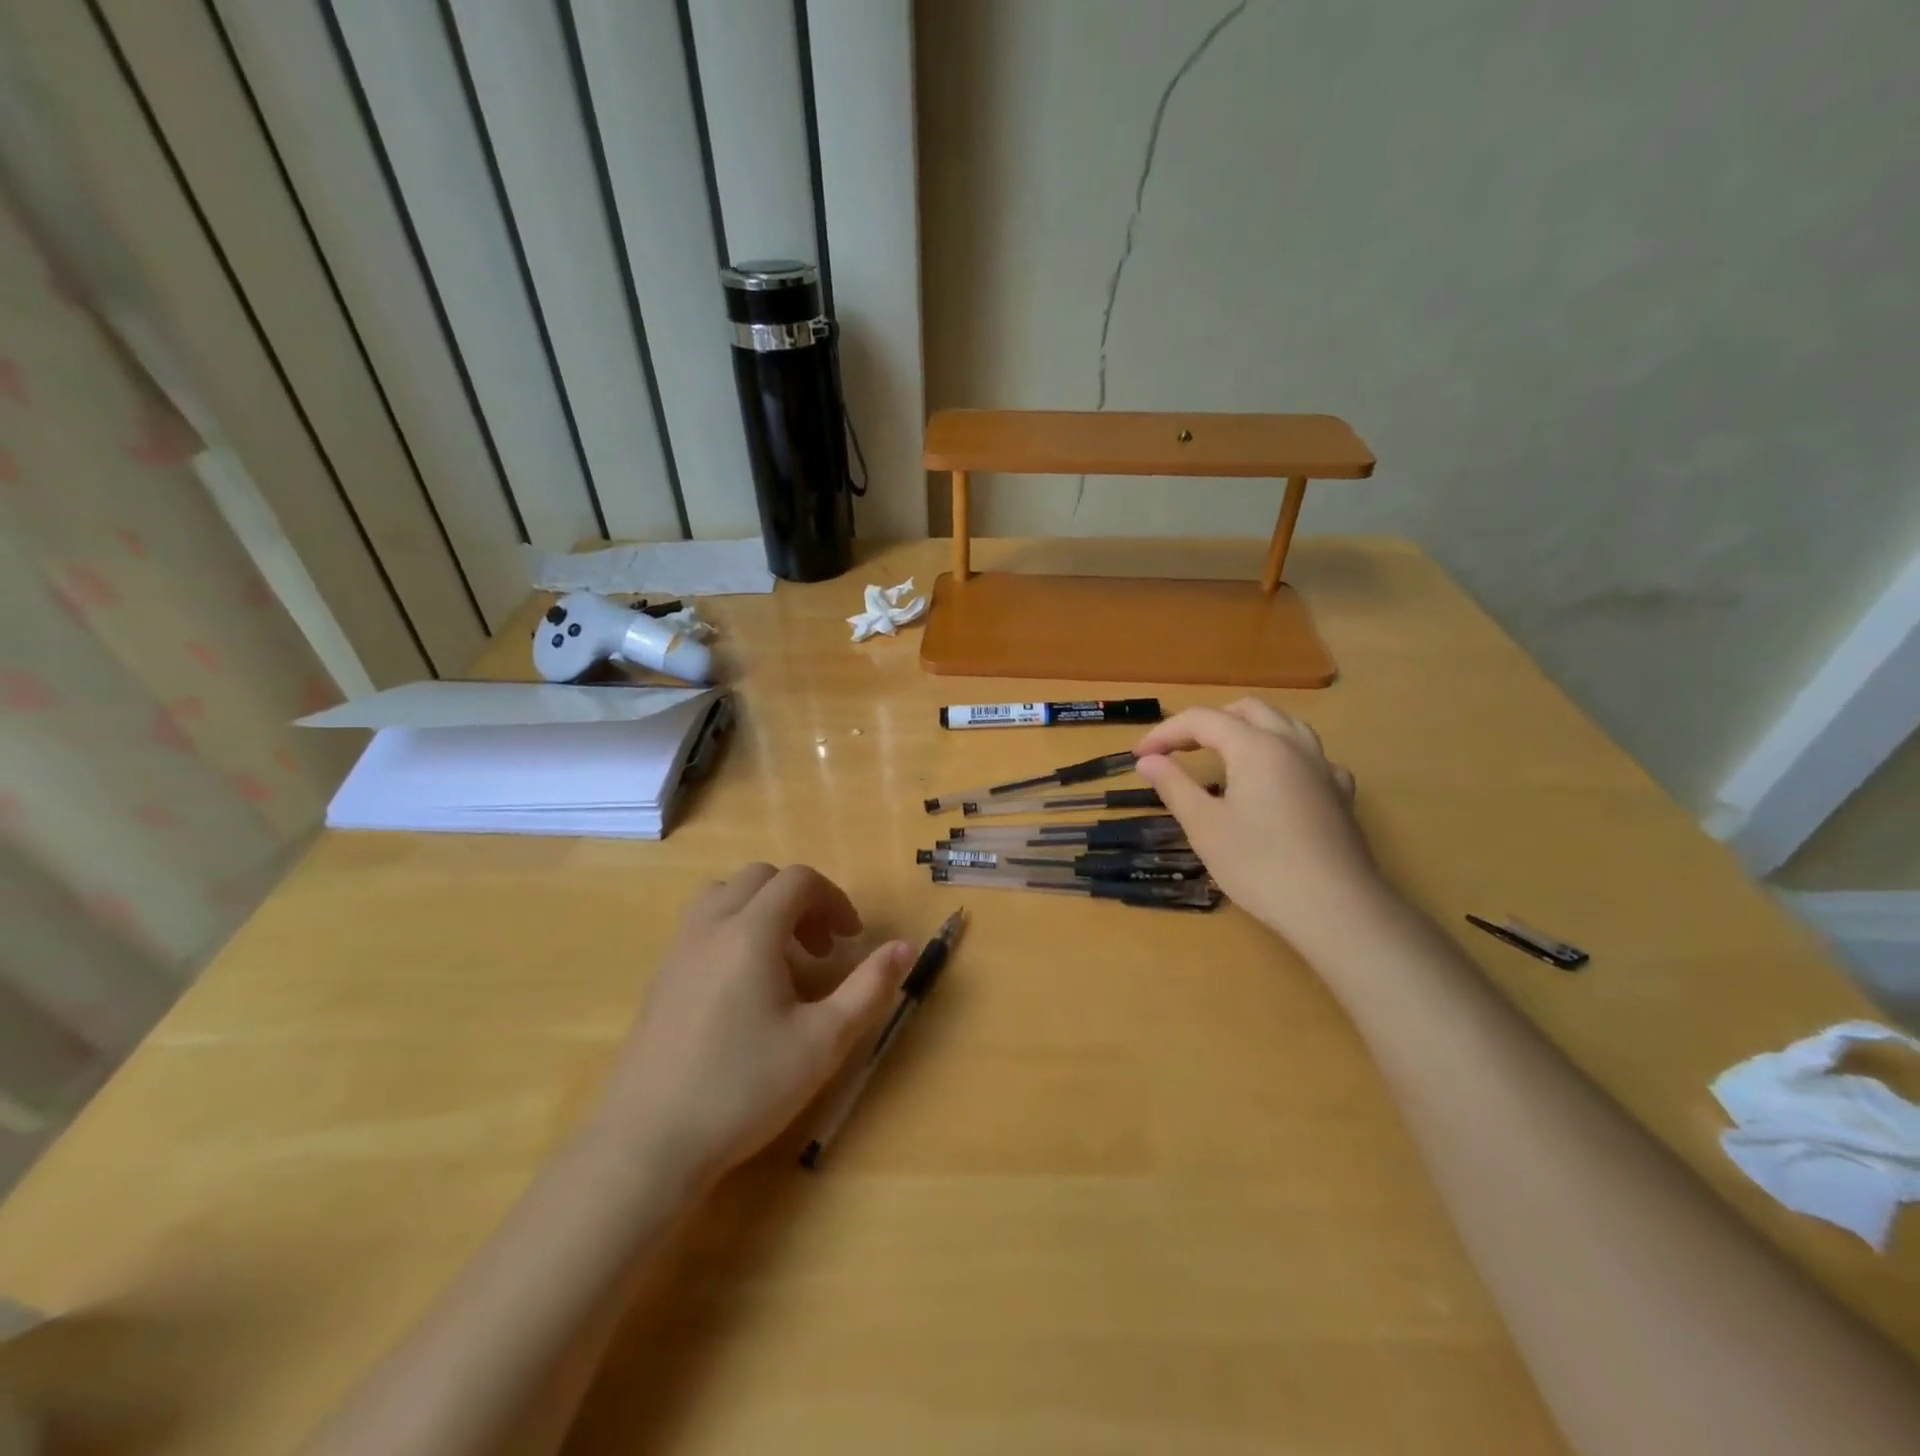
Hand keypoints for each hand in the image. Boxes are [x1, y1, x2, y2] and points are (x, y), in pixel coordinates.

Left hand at [589, 864, 910, 1188]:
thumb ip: (869, 987)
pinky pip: (702, 924)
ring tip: (783, 957)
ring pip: (725, 895)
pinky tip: (744, 985)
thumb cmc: (744, 1088)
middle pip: (761, 879)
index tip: (852, 940)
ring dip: (763, 909)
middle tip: (822, 948)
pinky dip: (733, 928)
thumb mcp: (824, 1041)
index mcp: (751, 932)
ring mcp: (678, 949)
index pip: (798, 881)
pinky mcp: (659, 977)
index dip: (834, 900)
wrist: (647, 1144)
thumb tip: (904, 946)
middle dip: (801, 901)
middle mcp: (710, 925)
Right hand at [1134, 699, 1382, 946]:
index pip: (1202, 720)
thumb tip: (1147, 760)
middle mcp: (1293, 745)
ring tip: (1224, 755)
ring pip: (1284, 725)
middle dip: (1207, 722)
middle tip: (1179, 750)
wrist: (1336, 909)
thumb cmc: (1260, 866)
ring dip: (1247, 730)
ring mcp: (1323, 768)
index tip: (1138, 756)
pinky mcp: (1340, 794)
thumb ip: (1174, 785)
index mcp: (1256, 746)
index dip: (1165, 733)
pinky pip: (1309, 756)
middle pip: (1247, 710)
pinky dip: (1282, 755)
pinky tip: (1276, 781)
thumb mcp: (1205, 826)